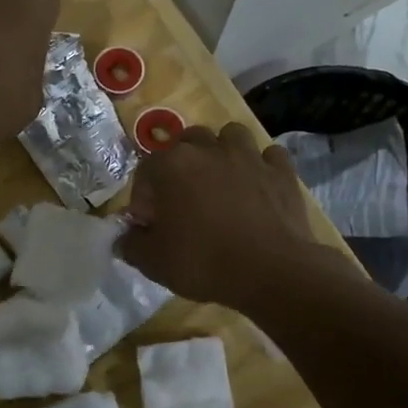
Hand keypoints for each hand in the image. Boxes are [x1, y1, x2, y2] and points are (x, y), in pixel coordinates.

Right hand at [119, 123, 329, 309]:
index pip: (145, 170)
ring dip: (222, 152)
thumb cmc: (204, 262)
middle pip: (187, 141)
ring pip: (230, 135)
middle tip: (182, 196)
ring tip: (221, 180)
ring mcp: (249, 156)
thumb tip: (125, 237)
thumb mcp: (154, 262)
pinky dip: (262, 165)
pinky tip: (258, 185)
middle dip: (181, 163)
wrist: (272, 272)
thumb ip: (132, 244)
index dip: (143, 197)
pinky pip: (269, 155)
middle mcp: (208, 149)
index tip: (150, 223)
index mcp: (171, 165)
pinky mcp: (282, 171)